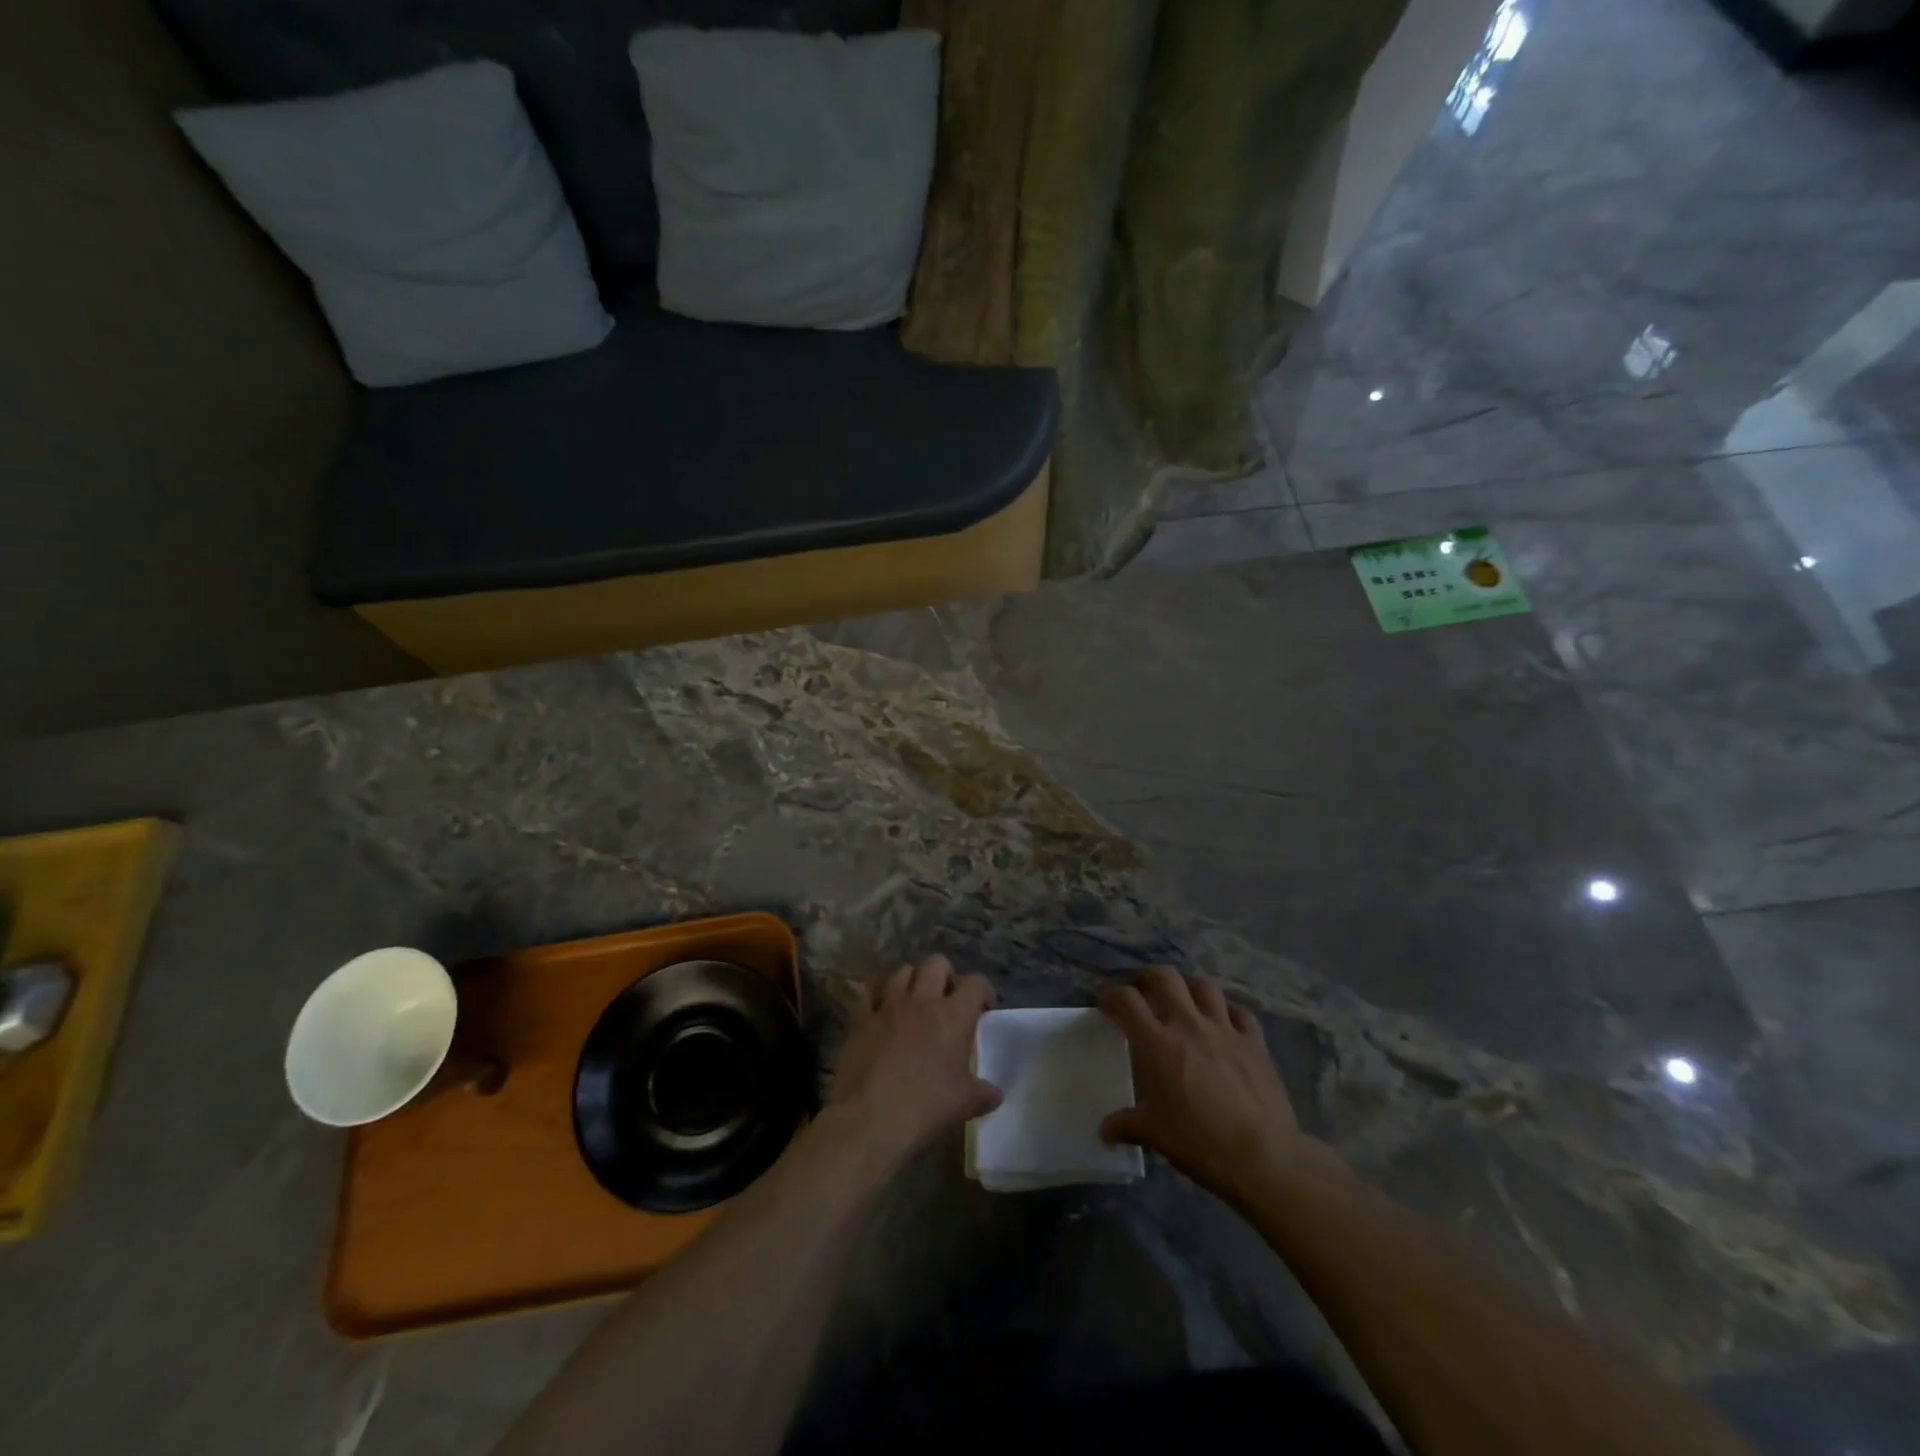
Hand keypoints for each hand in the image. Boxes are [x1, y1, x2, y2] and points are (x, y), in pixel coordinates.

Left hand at [827, 954, 1001, 1161]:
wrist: (868, 1119)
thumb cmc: (925, 1107)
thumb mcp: (964, 1104)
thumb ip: (983, 1093)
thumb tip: (995, 1093)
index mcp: (952, 1015)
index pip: (975, 982)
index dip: (983, 991)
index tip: (984, 1009)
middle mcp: (921, 1000)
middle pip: (936, 963)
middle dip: (947, 976)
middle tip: (949, 1001)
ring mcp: (887, 1006)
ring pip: (902, 972)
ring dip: (913, 982)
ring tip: (916, 1005)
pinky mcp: (860, 1020)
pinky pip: (870, 995)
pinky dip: (879, 1000)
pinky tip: (883, 1018)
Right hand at [1098, 967, 1316, 1199]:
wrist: (1263, 1156)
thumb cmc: (1199, 1142)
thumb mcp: (1155, 1135)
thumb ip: (1127, 1125)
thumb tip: (1105, 1130)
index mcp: (1157, 1044)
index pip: (1126, 1001)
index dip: (1111, 995)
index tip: (1105, 1001)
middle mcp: (1189, 1025)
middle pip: (1165, 978)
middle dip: (1148, 976)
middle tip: (1142, 987)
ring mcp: (1225, 1030)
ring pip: (1204, 987)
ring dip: (1188, 984)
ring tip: (1182, 994)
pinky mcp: (1255, 1043)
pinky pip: (1241, 1012)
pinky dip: (1228, 1009)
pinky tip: (1224, 1018)